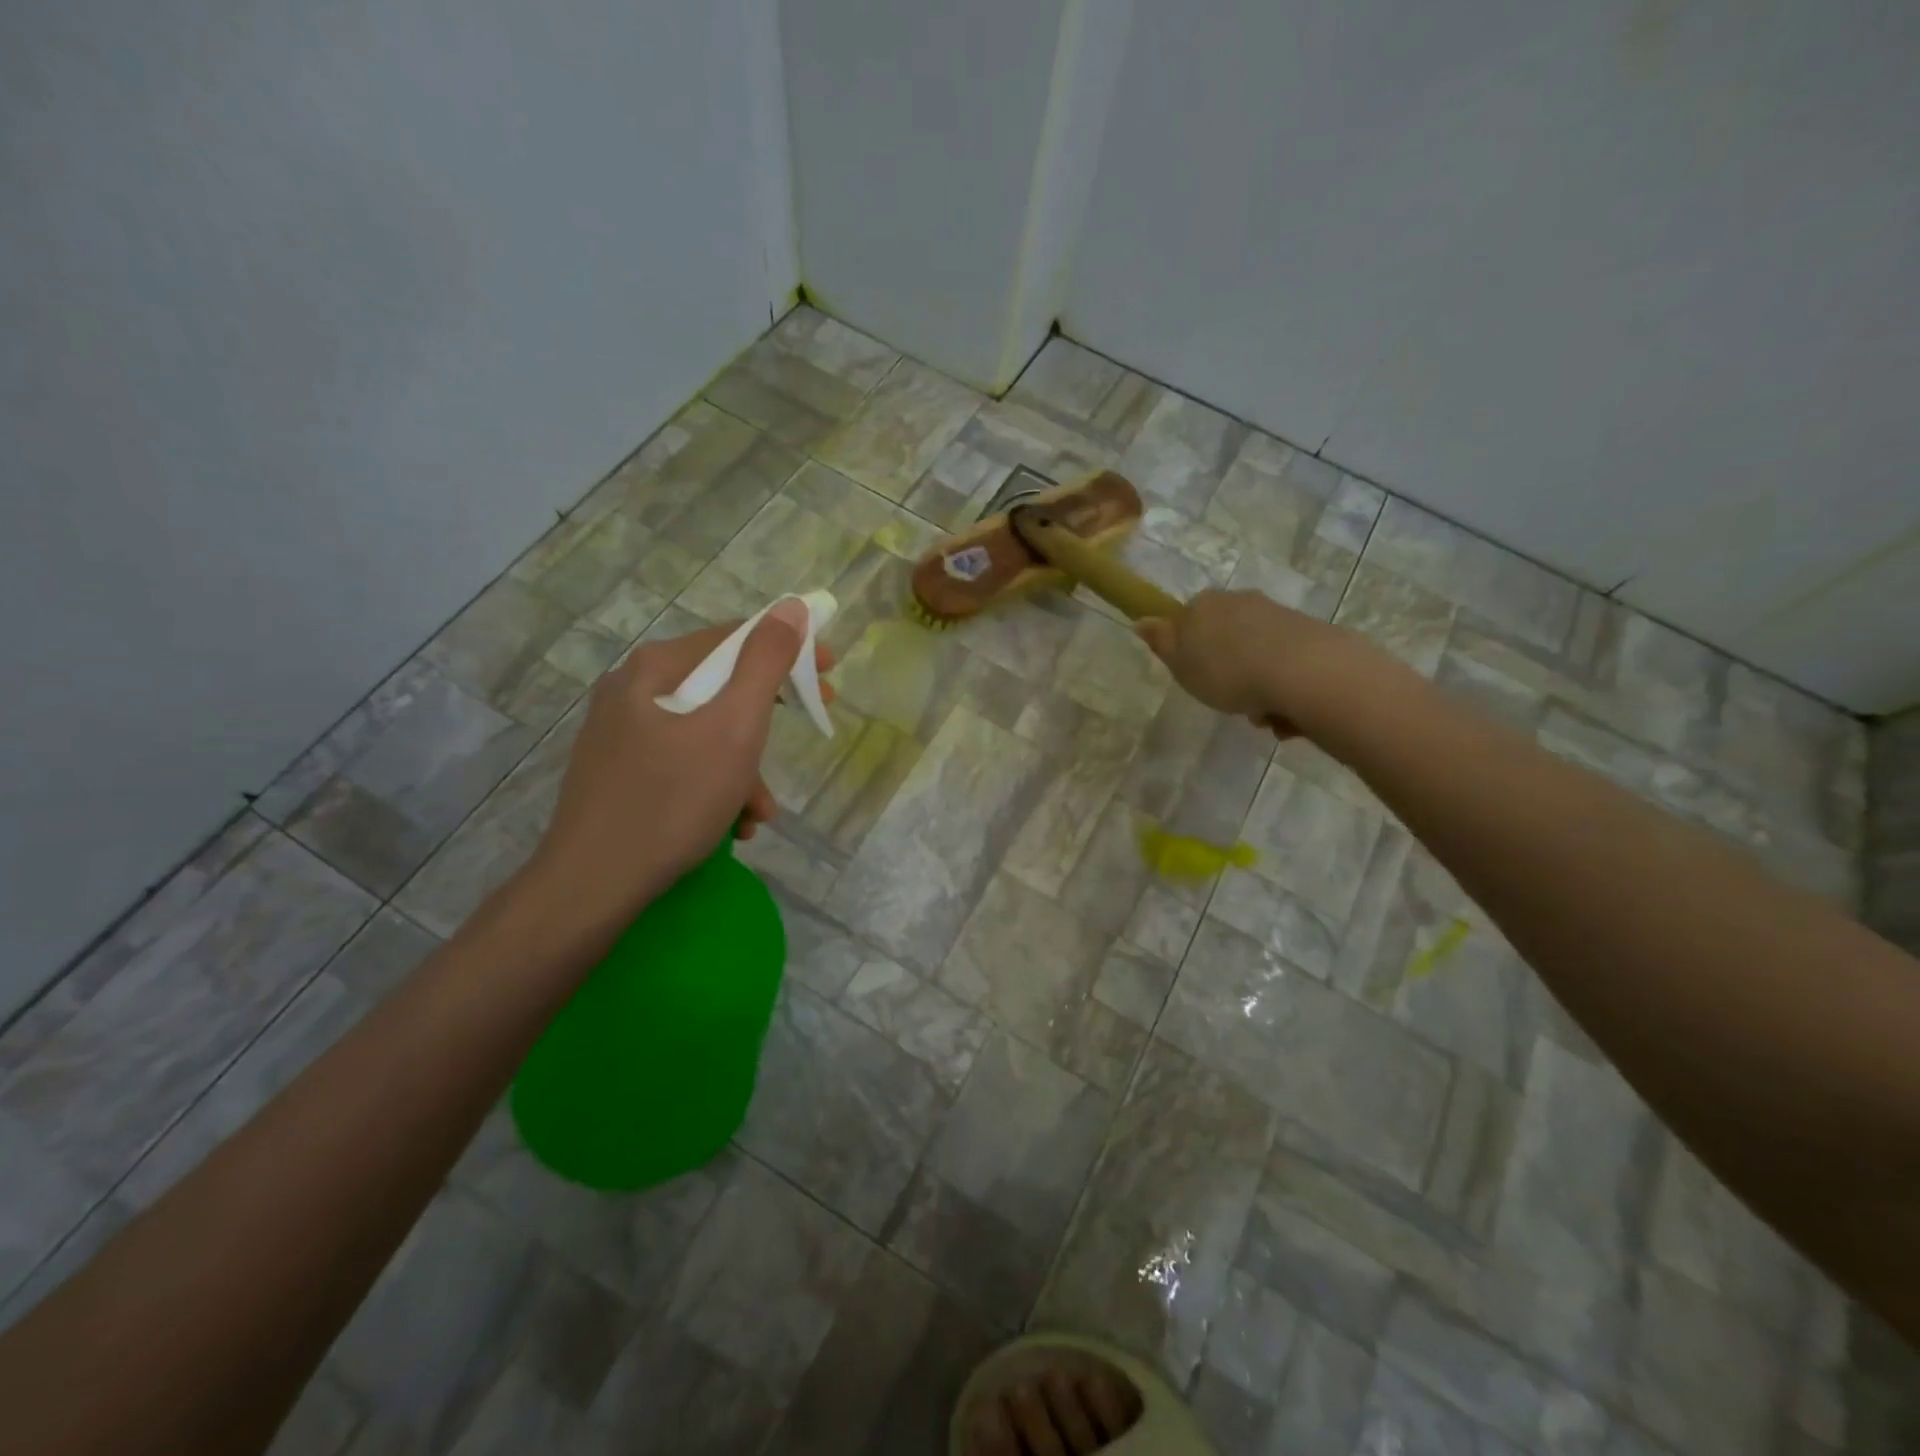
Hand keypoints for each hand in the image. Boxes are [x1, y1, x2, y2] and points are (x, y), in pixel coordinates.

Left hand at [522, 602, 829, 940]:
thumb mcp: (735, 727)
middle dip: (768, 719)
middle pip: (721, 687)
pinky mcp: (619, 773)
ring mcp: (621, 733)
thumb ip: (766, 663)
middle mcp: (632, 690)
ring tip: (758, 812)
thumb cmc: (673, 799)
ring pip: (705, 732)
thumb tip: (791, 608)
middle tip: (813, 723)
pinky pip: (683, 763)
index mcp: (656, 668)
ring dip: (745, 767)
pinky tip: (729, 826)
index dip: (789, 650)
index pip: (735, 638)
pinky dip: (715, 786)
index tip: (828, 674)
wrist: (594, 884)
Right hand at [1135, 589, 1377, 738]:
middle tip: (1227, 699)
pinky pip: (1286, 668)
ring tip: (1261, 715)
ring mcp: (1279, 616)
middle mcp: (1242, 602)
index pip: (1188, 621)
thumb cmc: (1228, 671)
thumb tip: (1142, 620)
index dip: (1190, 650)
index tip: (1196, 677)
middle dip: (1227, 670)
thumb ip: (1161, 642)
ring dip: (1257, 687)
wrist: (1304, 672)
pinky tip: (1285, 714)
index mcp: (1206, 605)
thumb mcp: (1180, 664)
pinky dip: (1283, 691)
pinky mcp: (1311, 636)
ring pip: (1257, 656)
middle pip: (1226, 639)